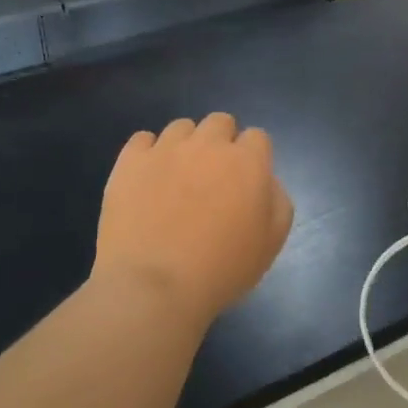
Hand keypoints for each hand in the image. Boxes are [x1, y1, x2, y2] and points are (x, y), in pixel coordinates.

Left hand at [94, 114, 293, 327]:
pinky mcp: (130, 161)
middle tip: (214, 177)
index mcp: (247, 162)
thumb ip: (277, 201)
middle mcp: (208, 145)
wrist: (154, 286)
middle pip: (220, 122)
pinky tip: (147, 178)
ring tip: (177, 178)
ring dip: (186, 145)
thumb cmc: (221, 270)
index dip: (253, 157)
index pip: (257, 137)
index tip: (246, 183)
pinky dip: (147, 153)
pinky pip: (142, 139)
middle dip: (221, 142)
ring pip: (181, 127)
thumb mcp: (271, 243)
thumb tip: (265, 181)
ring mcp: (166, 149)